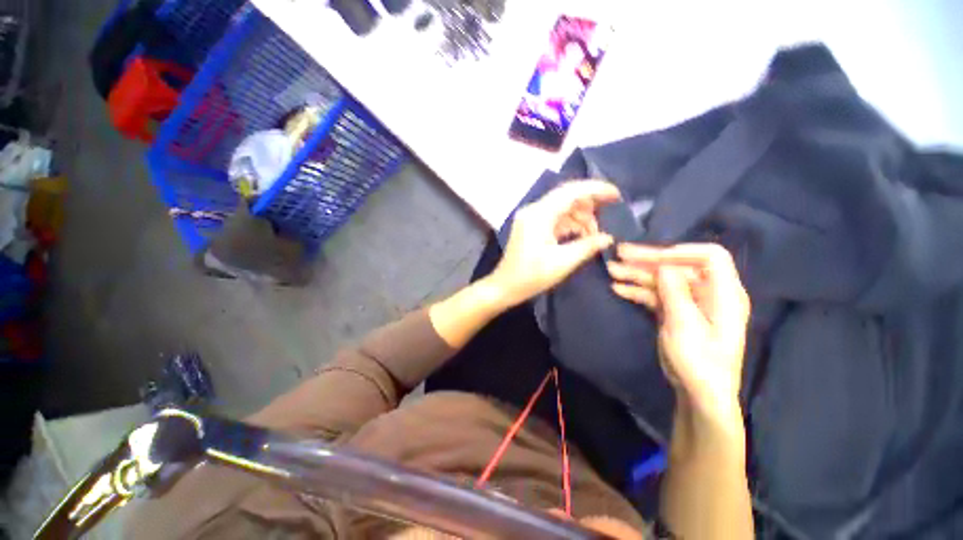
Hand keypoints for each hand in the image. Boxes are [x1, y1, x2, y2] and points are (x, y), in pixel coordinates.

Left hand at [488, 180, 619, 306]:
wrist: (505, 287)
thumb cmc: (531, 276)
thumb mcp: (563, 262)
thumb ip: (587, 246)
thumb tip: (608, 237)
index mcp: (539, 214)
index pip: (571, 191)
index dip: (596, 189)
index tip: (617, 196)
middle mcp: (534, 210)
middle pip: (567, 197)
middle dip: (589, 205)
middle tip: (608, 217)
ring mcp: (531, 218)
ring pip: (562, 208)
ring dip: (580, 218)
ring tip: (595, 234)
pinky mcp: (532, 227)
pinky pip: (555, 219)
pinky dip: (570, 225)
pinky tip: (581, 236)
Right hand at [607, 243, 750, 417]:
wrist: (697, 392)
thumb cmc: (699, 362)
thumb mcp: (685, 326)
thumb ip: (675, 292)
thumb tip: (663, 266)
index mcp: (724, 293)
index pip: (710, 257)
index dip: (681, 251)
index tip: (650, 256)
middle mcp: (708, 292)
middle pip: (678, 266)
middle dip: (648, 259)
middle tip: (620, 254)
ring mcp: (689, 301)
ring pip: (662, 280)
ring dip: (637, 274)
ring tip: (611, 269)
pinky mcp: (674, 311)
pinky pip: (655, 294)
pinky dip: (637, 290)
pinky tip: (618, 288)